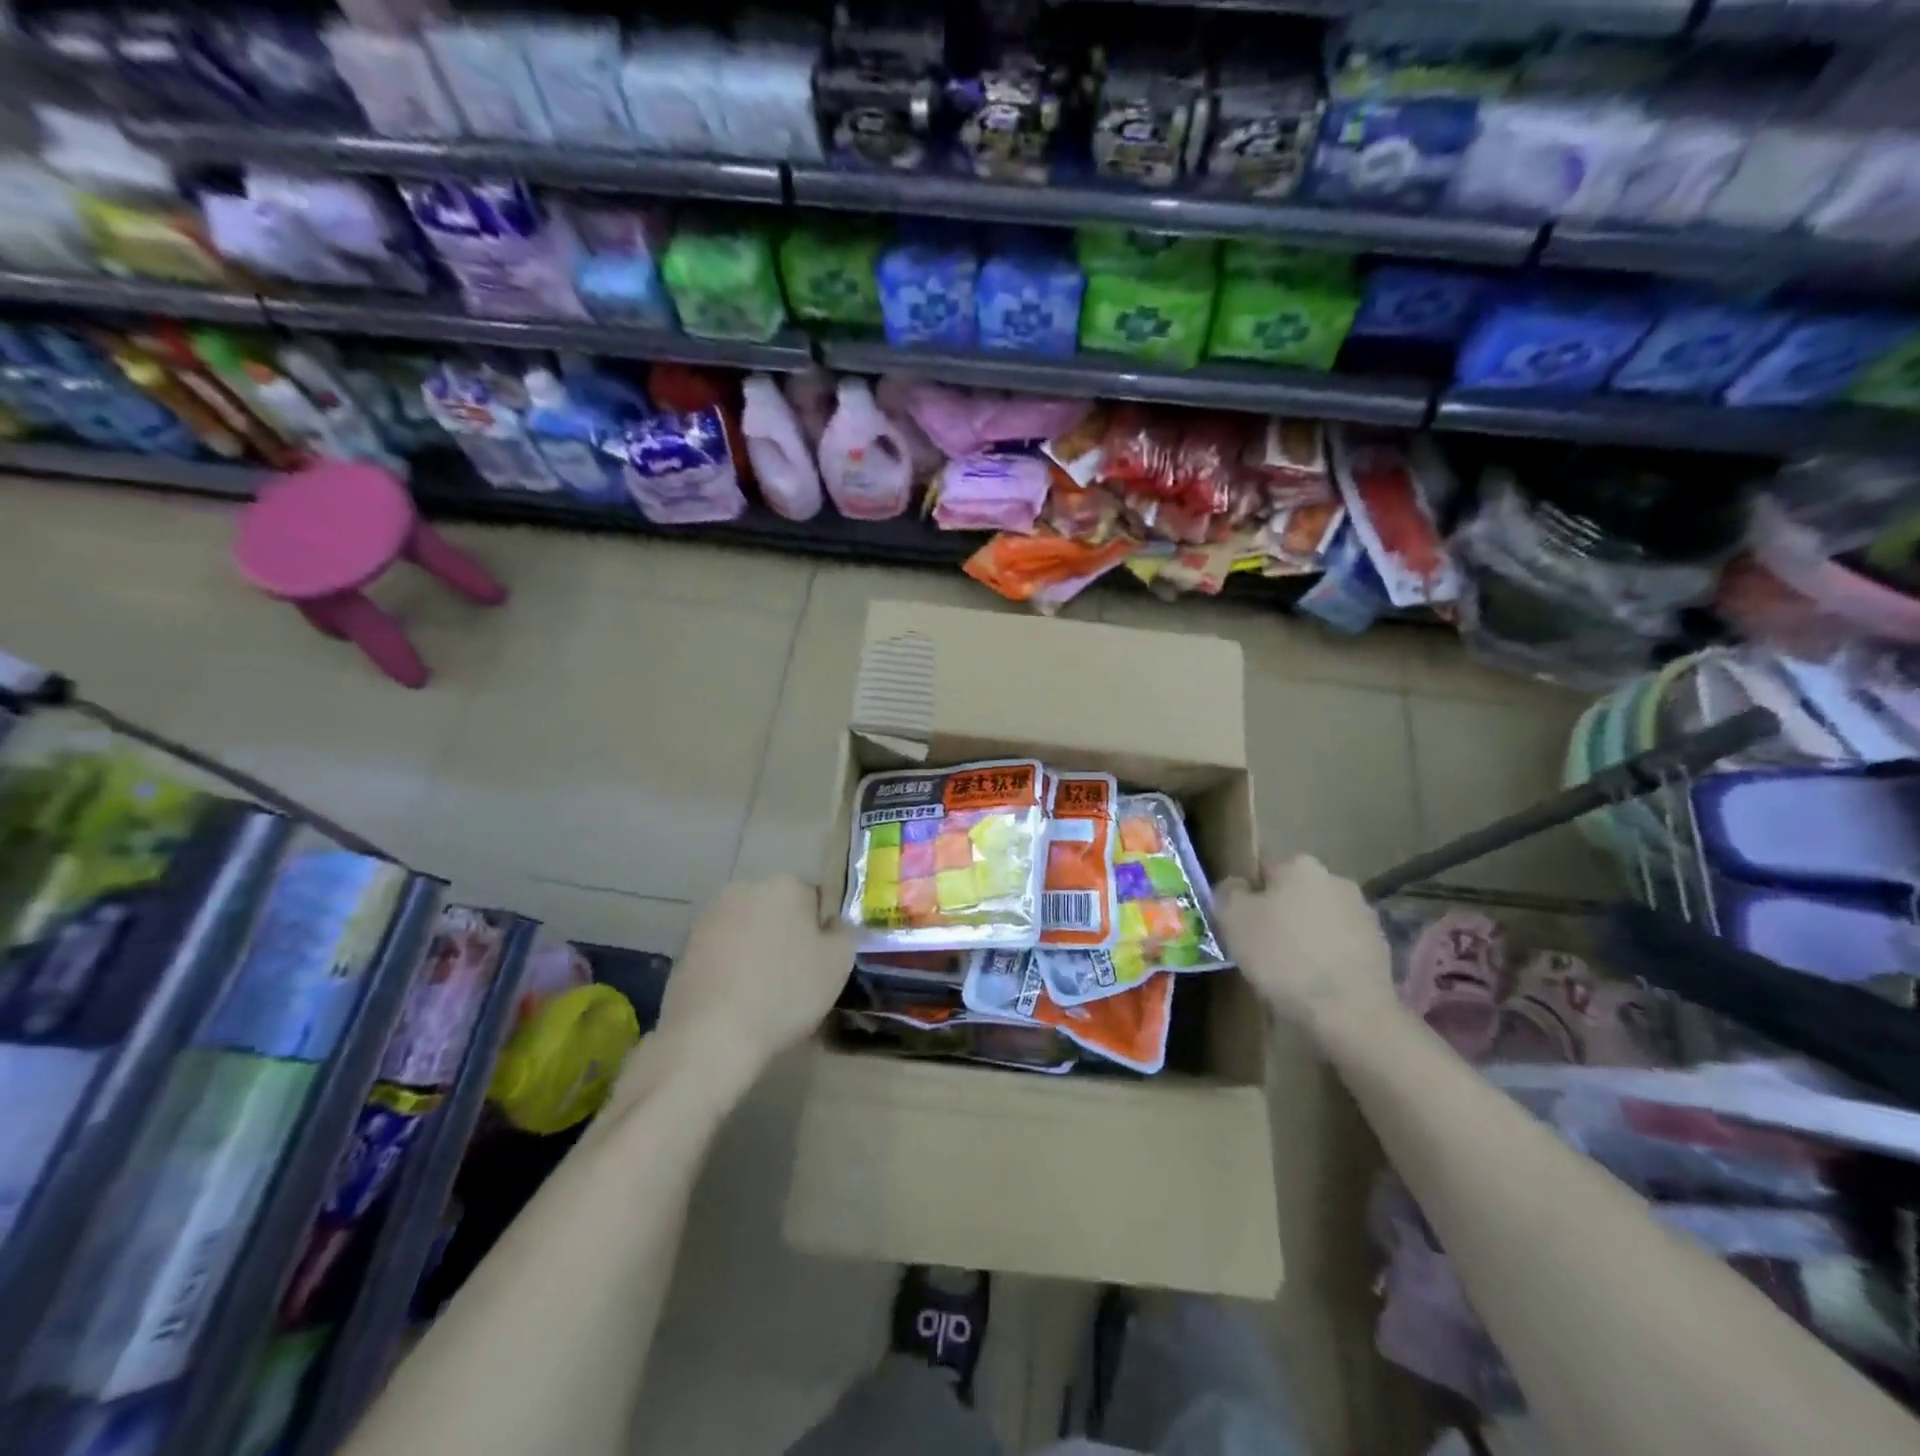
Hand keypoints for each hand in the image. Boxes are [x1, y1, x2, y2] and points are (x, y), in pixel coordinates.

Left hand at [657, 876, 855, 1068]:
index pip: (815, 899)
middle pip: (778, 909)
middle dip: (786, 934)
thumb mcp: (838, 964)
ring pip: (748, 928)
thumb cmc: (785, 994)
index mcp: (786, 885)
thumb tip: (831, 925)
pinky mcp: (685, 944)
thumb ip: (842, 933)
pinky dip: (730, 966)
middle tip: (794, 976)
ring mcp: (710, 915)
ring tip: (761, 991)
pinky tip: (735, 998)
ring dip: (756, 949)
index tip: (819, 962)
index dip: (820, 931)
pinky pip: (722, 949)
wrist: (711, 1035)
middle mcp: (746, 888)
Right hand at [1214, 856, 1396, 1032]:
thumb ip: (1228, 892)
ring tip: (1289, 970)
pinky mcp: (1381, 947)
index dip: (1246, 895)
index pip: (1261, 869)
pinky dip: (1327, 957)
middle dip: (1279, 913)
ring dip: (1305, 935)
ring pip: (1319, 919)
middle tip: (1260, 947)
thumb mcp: (1233, 919)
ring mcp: (1363, 914)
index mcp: (1299, 865)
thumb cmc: (1283, 957)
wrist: (1350, 1012)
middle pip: (1293, 892)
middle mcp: (1335, 879)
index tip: (1239, 923)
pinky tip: (1315, 982)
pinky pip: (1340, 945)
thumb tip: (1236, 886)